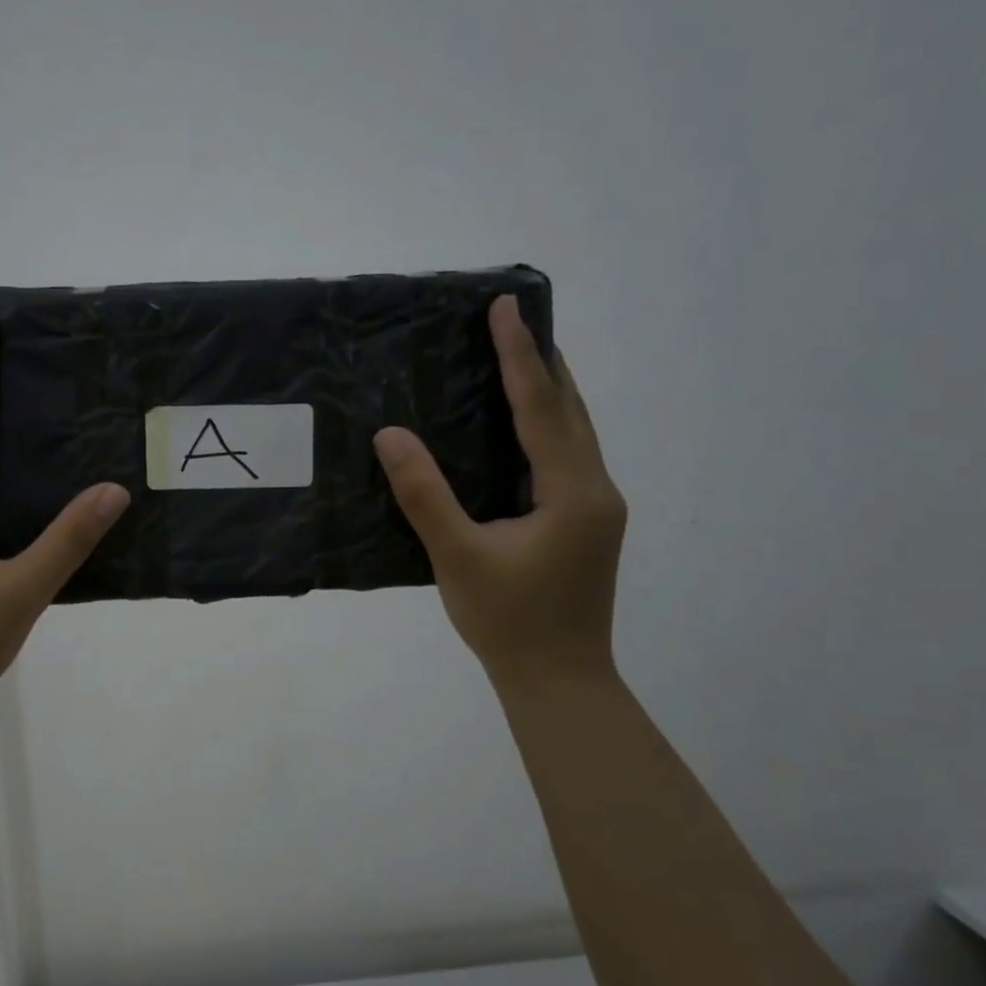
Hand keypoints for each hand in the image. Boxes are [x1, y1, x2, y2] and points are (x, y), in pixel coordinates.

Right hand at [374, 296, 625, 698]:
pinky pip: (567, 455)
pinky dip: (546, 424)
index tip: (505, 307)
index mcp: (572, 492)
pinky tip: (520, 425)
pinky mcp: (586, 522)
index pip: (542, 407)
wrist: (559, 679)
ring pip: (575, 431)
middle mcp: (595, 489)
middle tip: (511, 320)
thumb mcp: (457, 557)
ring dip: (548, 391)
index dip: (521, 354)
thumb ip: (424, 495)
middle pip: (571, 410)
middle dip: (543, 361)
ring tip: (517, 357)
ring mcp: (596, 507)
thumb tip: (390, 434)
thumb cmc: (508, 621)